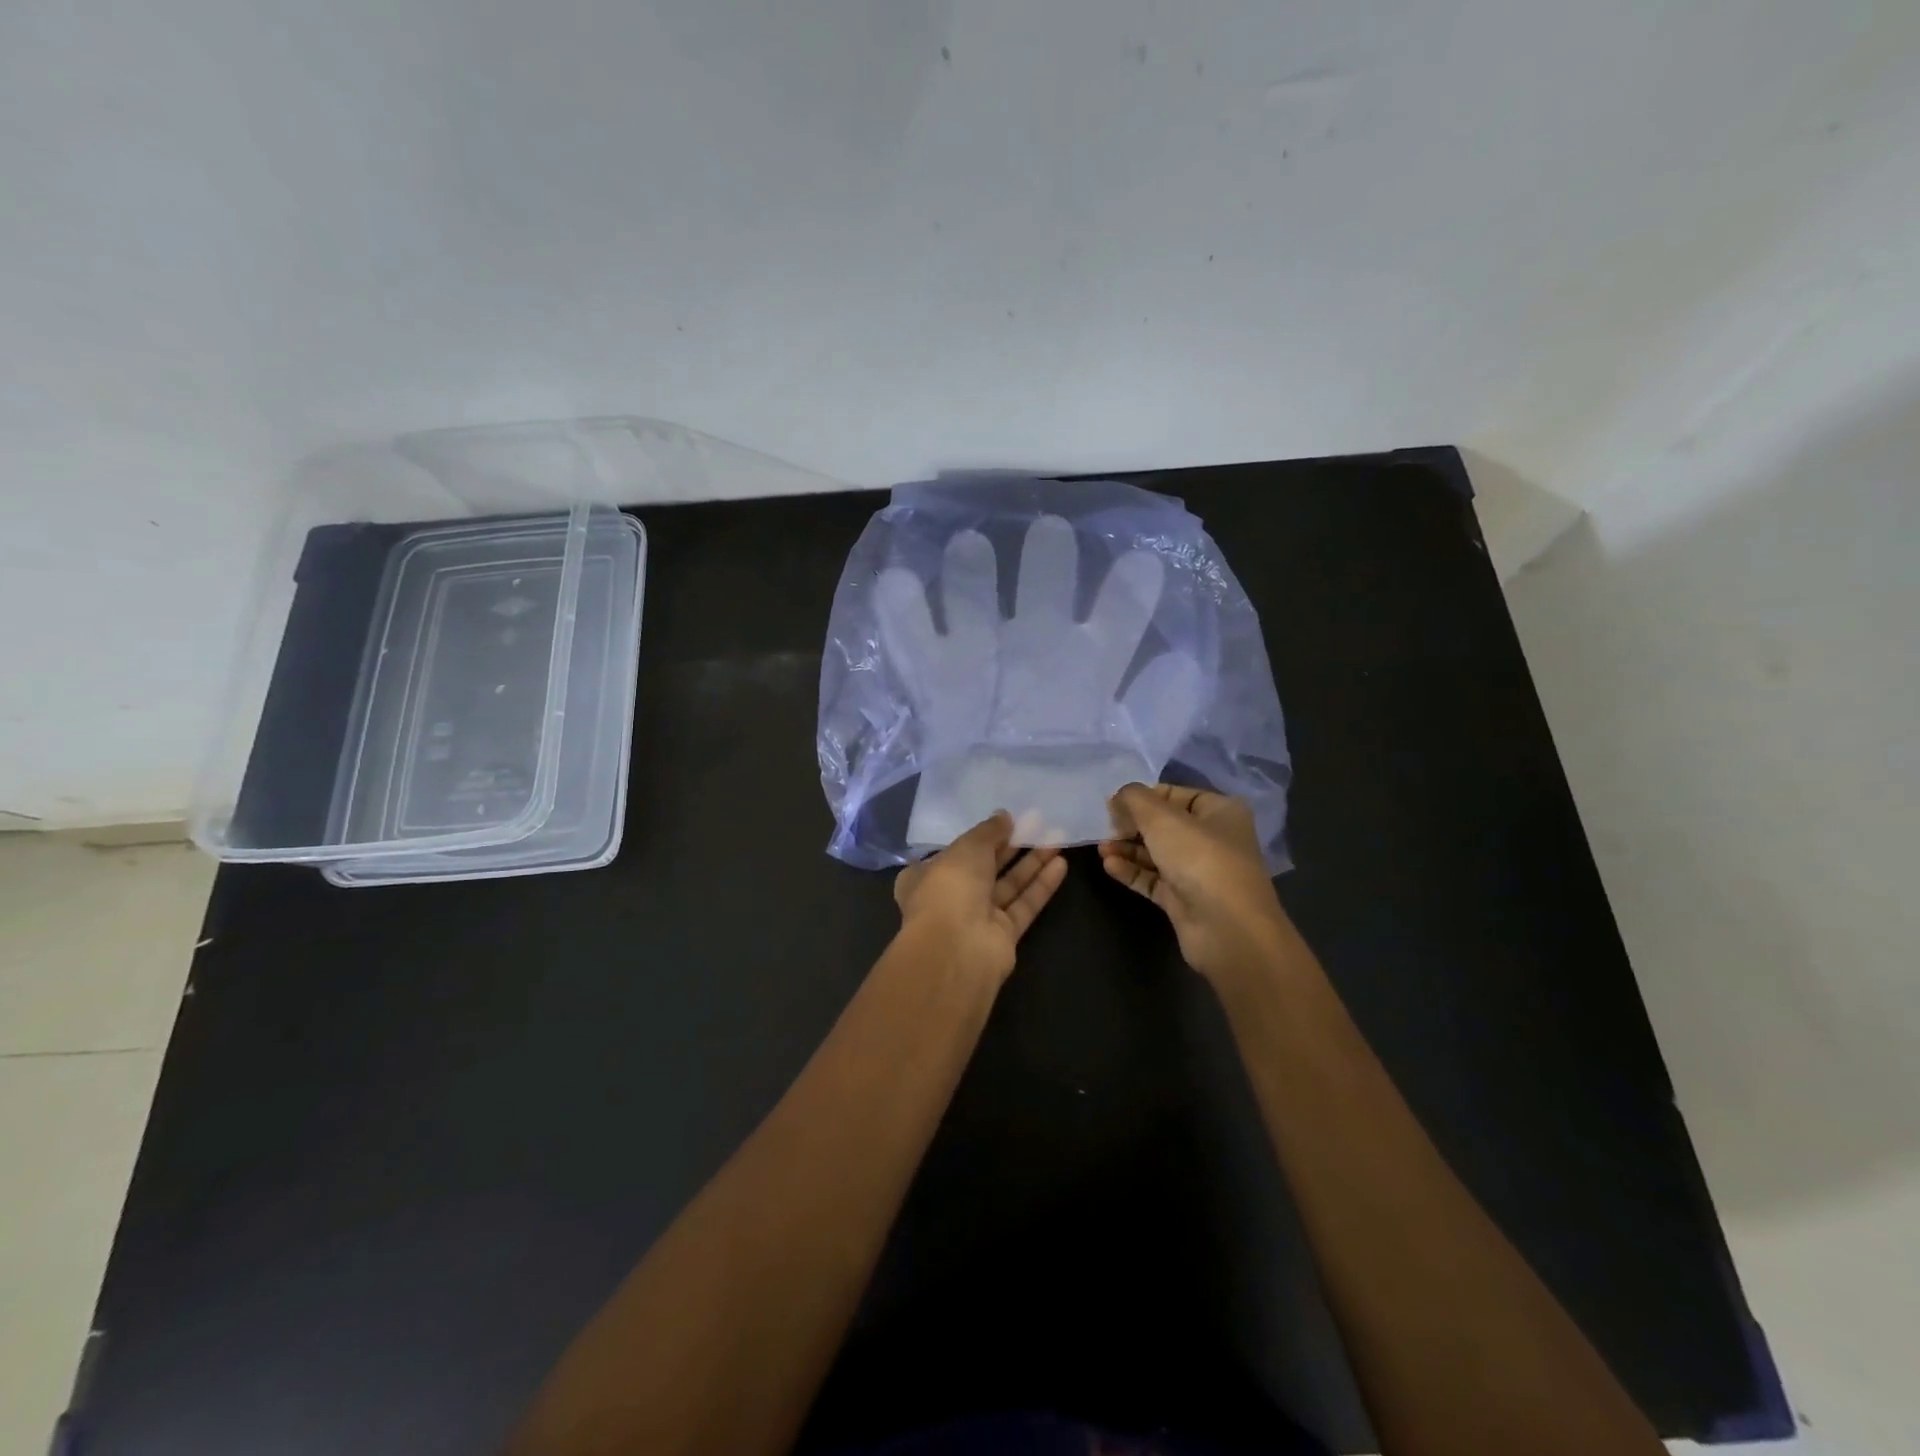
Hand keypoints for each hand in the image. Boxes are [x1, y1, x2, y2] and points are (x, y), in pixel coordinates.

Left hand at [893, 811, 1068, 986]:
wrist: (956, 950)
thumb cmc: (950, 889)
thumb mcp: (966, 848)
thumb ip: (988, 831)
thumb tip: (1004, 816)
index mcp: (926, 876)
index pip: (953, 852)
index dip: (978, 836)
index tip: (1003, 821)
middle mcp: (950, 897)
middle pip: (985, 866)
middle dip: (1011, 845)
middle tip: (1038, 822)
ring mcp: (977, 918)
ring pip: (1008, 885)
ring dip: (1032, 862)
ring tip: (1057, 836)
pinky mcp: (1003, 936)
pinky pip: (1023, 905)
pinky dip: (1040, 885)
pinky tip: (1061, 863)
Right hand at [1100, 784, 1290, 983]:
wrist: (1227, 929)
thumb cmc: (1200, 859)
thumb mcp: (1162, 818)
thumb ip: (1135, 800)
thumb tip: (1118, 797)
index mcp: (1220, 812)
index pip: (1176, 794)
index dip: (1144, 796)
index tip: (1113, 802)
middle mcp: (1213, 839)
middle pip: (1165, 825)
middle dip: (1132, 824)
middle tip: (1104, 826)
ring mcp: (1199, 872)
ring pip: (1157, 853)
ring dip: (1128, 848)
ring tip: (1101, 847)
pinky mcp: (1185, 900)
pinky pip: (1153, 879)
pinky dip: (1132, 871)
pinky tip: (1109, 865)